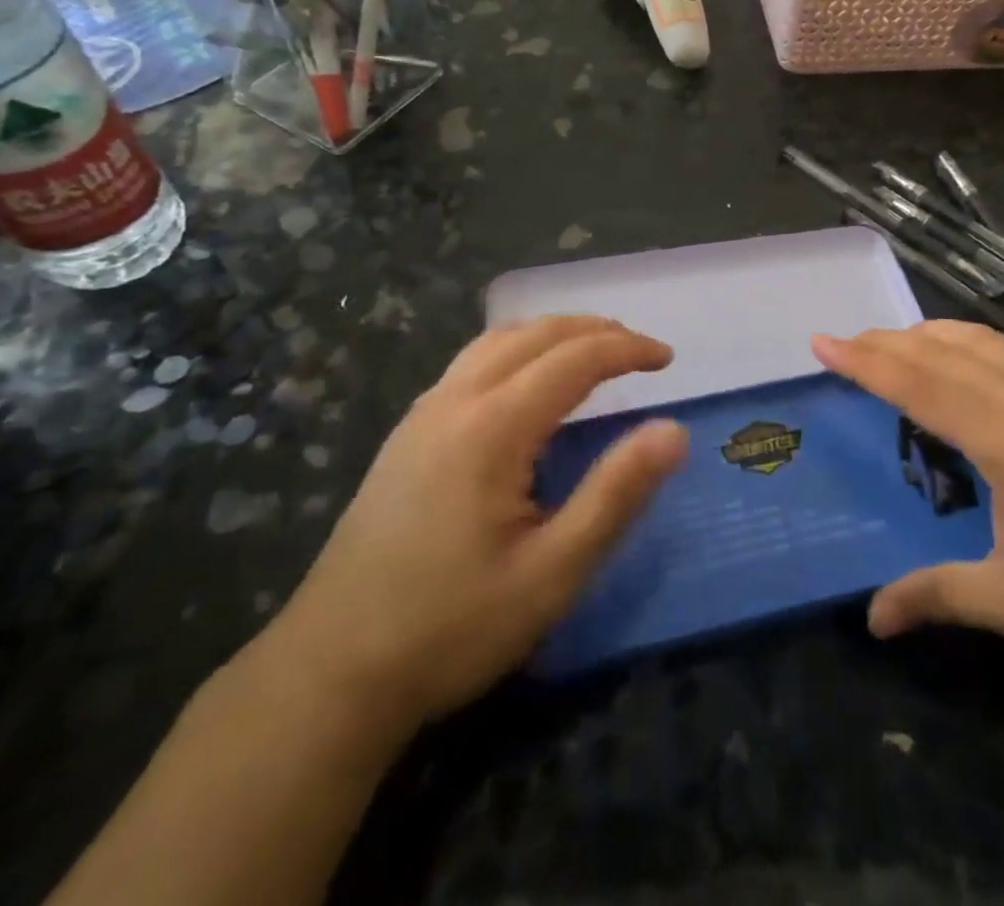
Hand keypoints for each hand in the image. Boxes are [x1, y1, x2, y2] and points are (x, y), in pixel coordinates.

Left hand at [268, 317, 688, 728]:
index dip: (627, 349)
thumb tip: (674, 431)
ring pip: (497, 341)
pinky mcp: (406, 435)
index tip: (668, 359)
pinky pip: (472, 363)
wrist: (329, 673)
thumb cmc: (452, 627)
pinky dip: (517, 351)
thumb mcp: (552, 573)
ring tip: (592, 352)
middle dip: (594, 330)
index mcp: (492, 426)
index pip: (574, 359)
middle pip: (534, 334)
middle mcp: (454, 401)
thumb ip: (616, 494)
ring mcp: (422, 414)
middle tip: (639, 350)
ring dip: (552, 334)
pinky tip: (526, 385)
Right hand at [813, 321, 1003, 685]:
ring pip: (978, 338)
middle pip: (942, 349)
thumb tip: (872, 619)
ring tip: (891, 343)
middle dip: (886, 341)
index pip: (919, 383)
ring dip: (927, 333)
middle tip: (843, 344)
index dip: (865, 362)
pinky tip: (962, 353)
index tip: (822, 343)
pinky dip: (968, 338)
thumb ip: (938, 596)